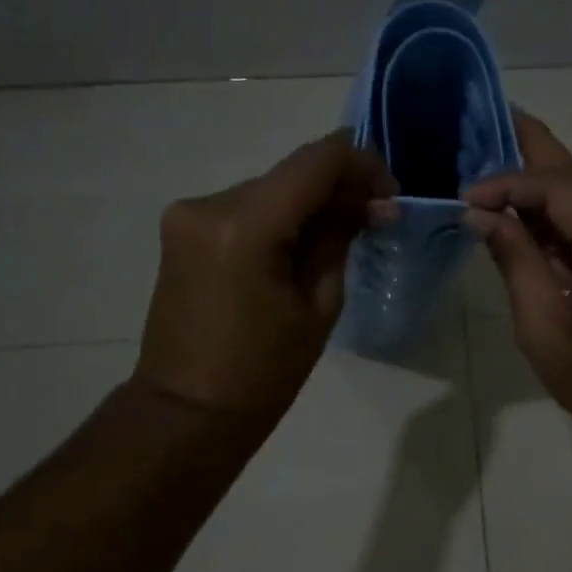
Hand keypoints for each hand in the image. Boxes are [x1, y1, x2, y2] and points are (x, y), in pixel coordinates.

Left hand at [138, 132, 393, 422]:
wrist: (188, 410)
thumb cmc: (263, 372)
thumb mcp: (318, 306)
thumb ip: (339, 238)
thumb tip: (369, 202)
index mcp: (245, 226)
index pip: (316, 161)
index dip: (361, 164)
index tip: (389, 194)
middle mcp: (209, 204)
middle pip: (291, 173)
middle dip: (338, 188)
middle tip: (375, 218)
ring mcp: (188, 214)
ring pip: (270, 189)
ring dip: (309, 204)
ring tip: (341, 237)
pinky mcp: (182, 229)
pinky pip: (245, 208)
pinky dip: (279, 217)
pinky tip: (299, 246)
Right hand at [464, 115, 571, 440]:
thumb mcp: (543, 331)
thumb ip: (515, 261)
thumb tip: (481, 214)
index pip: (561, 190)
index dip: (510, 183)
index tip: (467, 195)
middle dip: (527, 165)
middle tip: (480, 135)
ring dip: (546, 188)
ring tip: (497, 177)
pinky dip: (568, 211)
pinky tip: (532, 211)